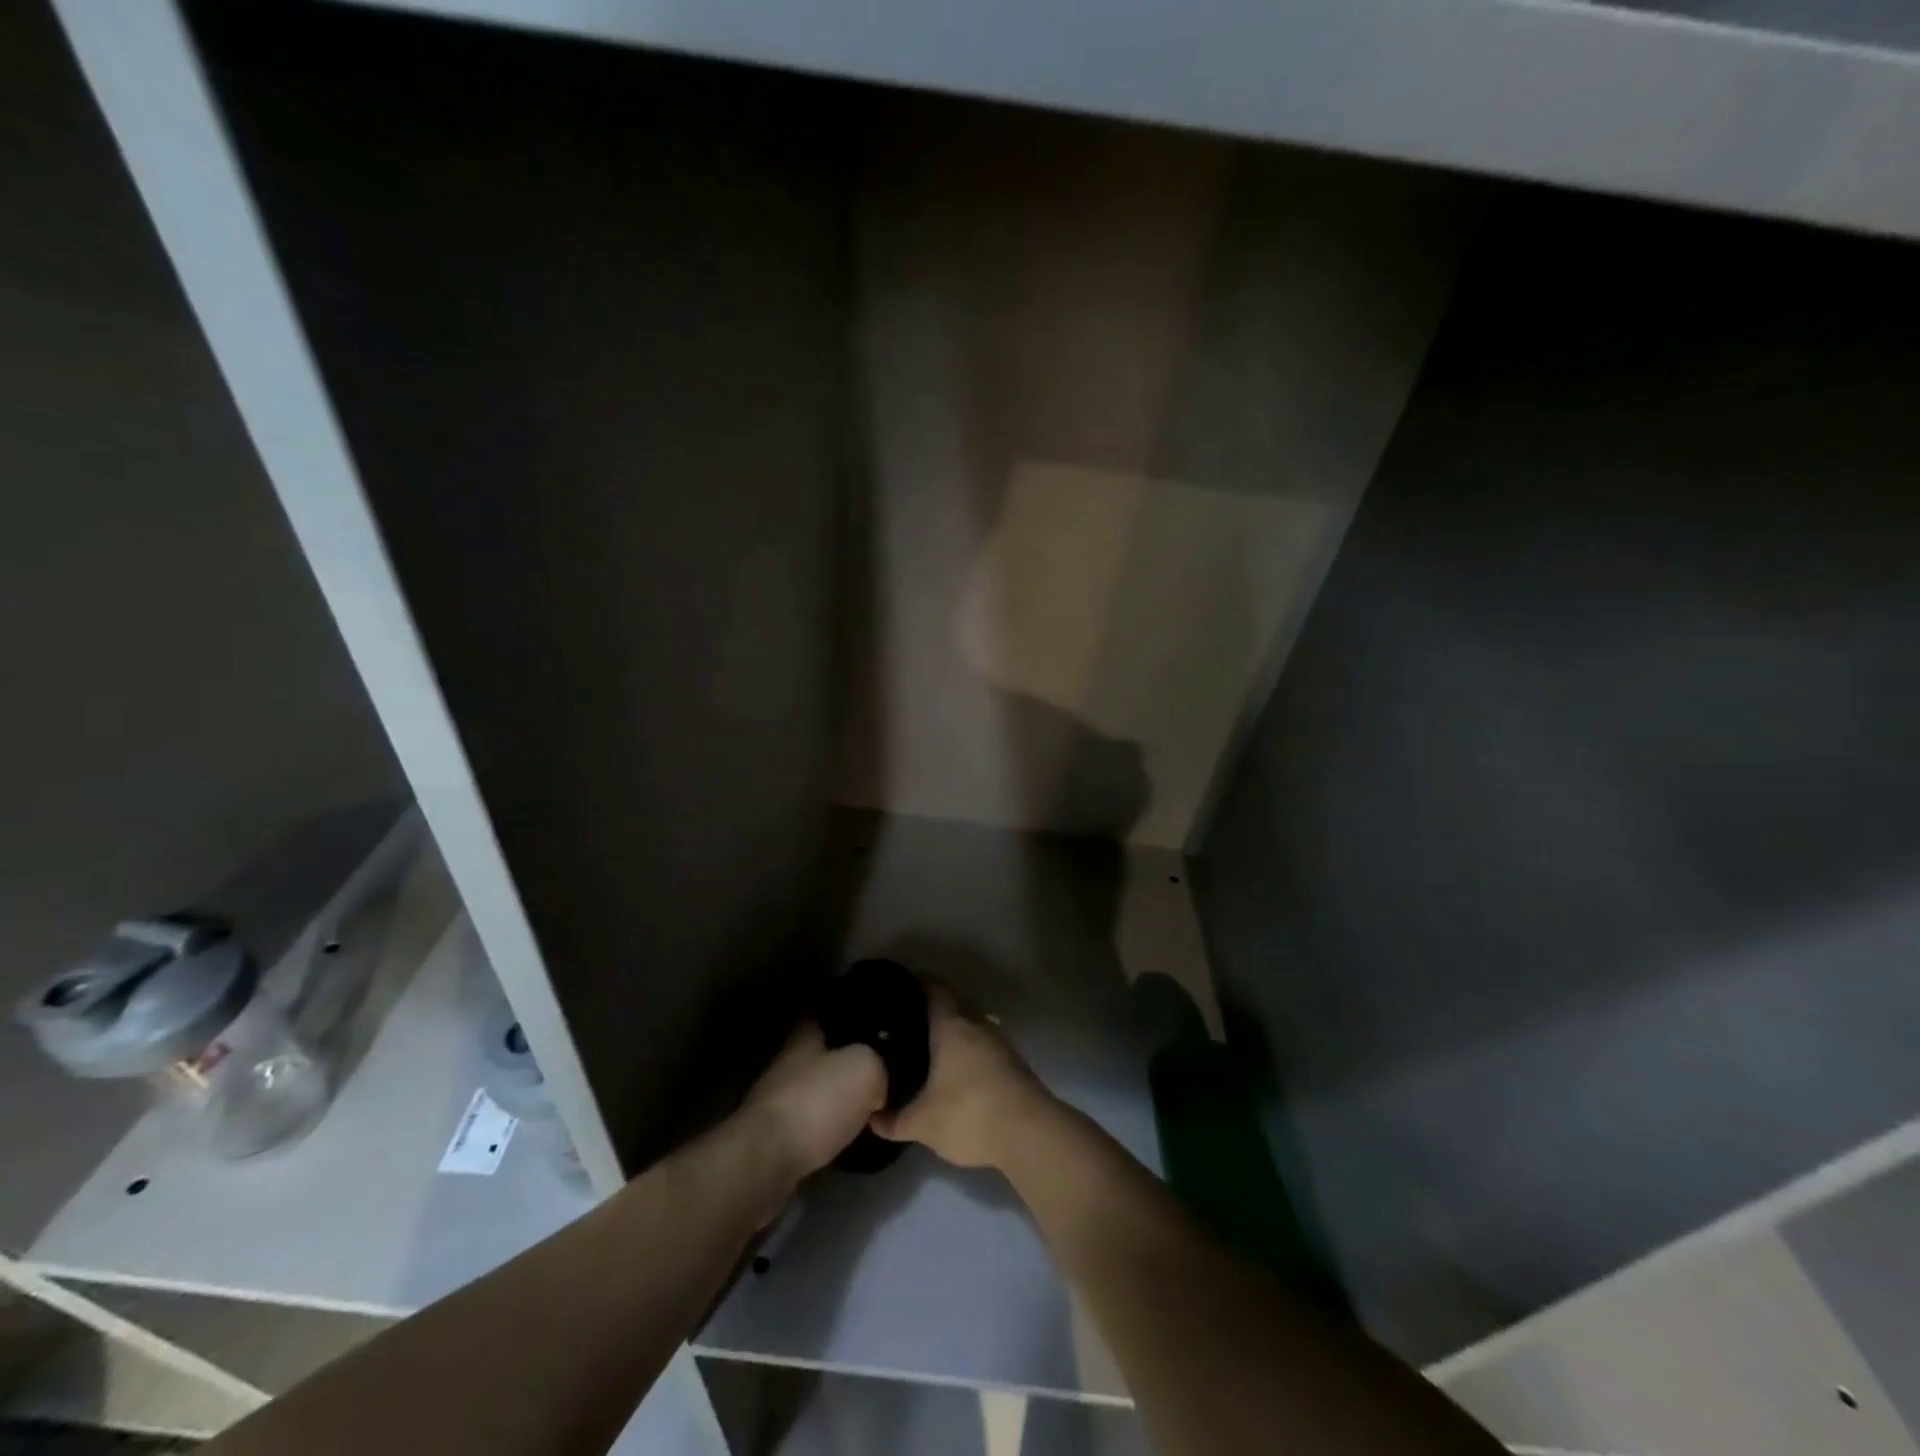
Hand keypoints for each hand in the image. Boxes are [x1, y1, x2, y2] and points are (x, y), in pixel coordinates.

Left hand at [742, 1022, 886, 1185]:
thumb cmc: (816, 1102)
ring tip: (870, 1101)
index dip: (848, 1015)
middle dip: (846, 1057)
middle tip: (881, 1064)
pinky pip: (812, 1122)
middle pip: (822, 1052)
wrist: (767, 1162)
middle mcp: (788, 1063)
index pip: (824, 1012)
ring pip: (817, 1089)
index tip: (873, 1020)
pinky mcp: (776, 1137)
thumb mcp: (866, 1068)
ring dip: (838, 1095)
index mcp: (804, 1036)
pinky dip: (829, 1125)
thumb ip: (880, 1065)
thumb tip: (879, 1086)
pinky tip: (848, 1131)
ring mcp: (779, 1101)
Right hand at [871, 985, 1055, 1169]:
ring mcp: (1000, 1043)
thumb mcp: (923, 1123)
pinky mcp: (1014, 1064)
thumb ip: (894, 1120)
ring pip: (970, 1030)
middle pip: (953, 1008)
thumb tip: (871, 1117)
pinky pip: (984, 1049)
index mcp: (952, 1026)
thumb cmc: (969, 1114)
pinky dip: (969, 1055)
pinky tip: (956, 1076)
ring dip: (953, 1038)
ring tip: (929, 1053)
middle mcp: (977, 1025)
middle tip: (907, 1028)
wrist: (1031, 1133)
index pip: (935, 990)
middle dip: (932, 1015)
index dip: (918, 984)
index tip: (900, 988)